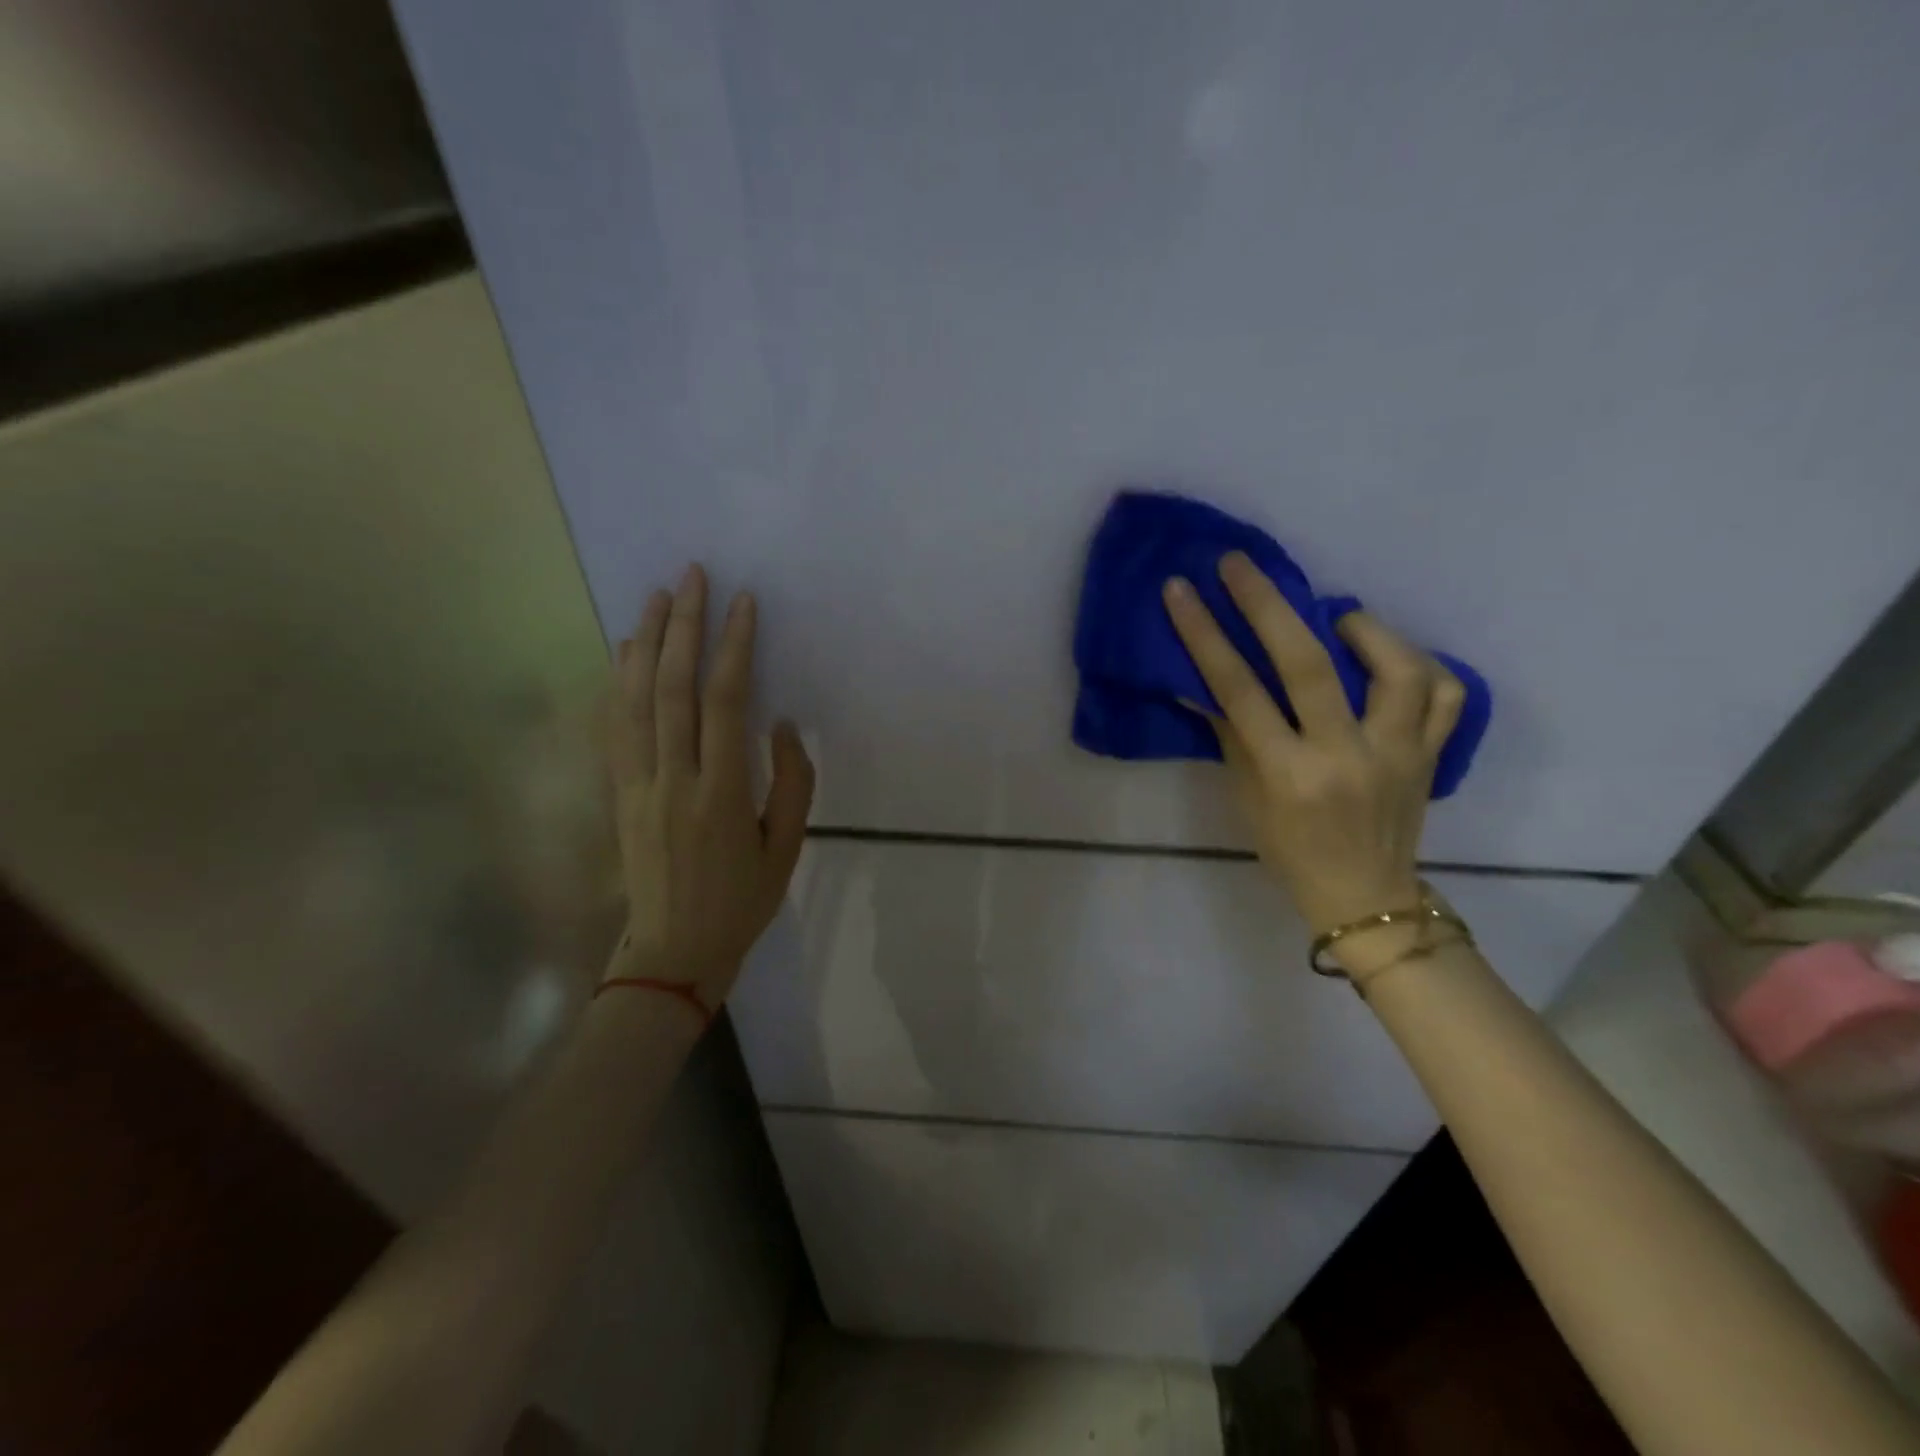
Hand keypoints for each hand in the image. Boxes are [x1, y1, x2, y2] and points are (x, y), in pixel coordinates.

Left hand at [603, 564, 813, 1008]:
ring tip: (656, 597)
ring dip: (645, 643)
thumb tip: (782, 723)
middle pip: (673, 688)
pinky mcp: (620, 793)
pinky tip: (624, 652)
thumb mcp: (788, 848)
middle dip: (683, 626)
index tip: (743, 604)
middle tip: (693, 577)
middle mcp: (673, 779)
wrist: (674, 951)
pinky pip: (615, 727)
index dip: (734, 648)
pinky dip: (618, 683)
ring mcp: (638, 785)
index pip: (724, 703)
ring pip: (635, 700)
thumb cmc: (742, 900)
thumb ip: (792, 782)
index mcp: (721, 794)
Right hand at [1162, 551, 1464, 935]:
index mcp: (1290, 775)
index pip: (1239, 692)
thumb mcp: (1247, 798)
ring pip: (1399, 668)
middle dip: (1268, 604)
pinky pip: (1444, 694)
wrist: (1365, 898)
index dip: (1206, 636)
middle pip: (1310, 664)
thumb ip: (1230, 735)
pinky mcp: (1432, 755)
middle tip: (1240, 564)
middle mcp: (1346, 757)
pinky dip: (1419, 664)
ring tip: (1338, 618)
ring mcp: (1399, 754)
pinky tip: (1387, 657)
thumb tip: (1201, 682)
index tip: (1182, 591)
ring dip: (1365, 629)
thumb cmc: (1290, 854)